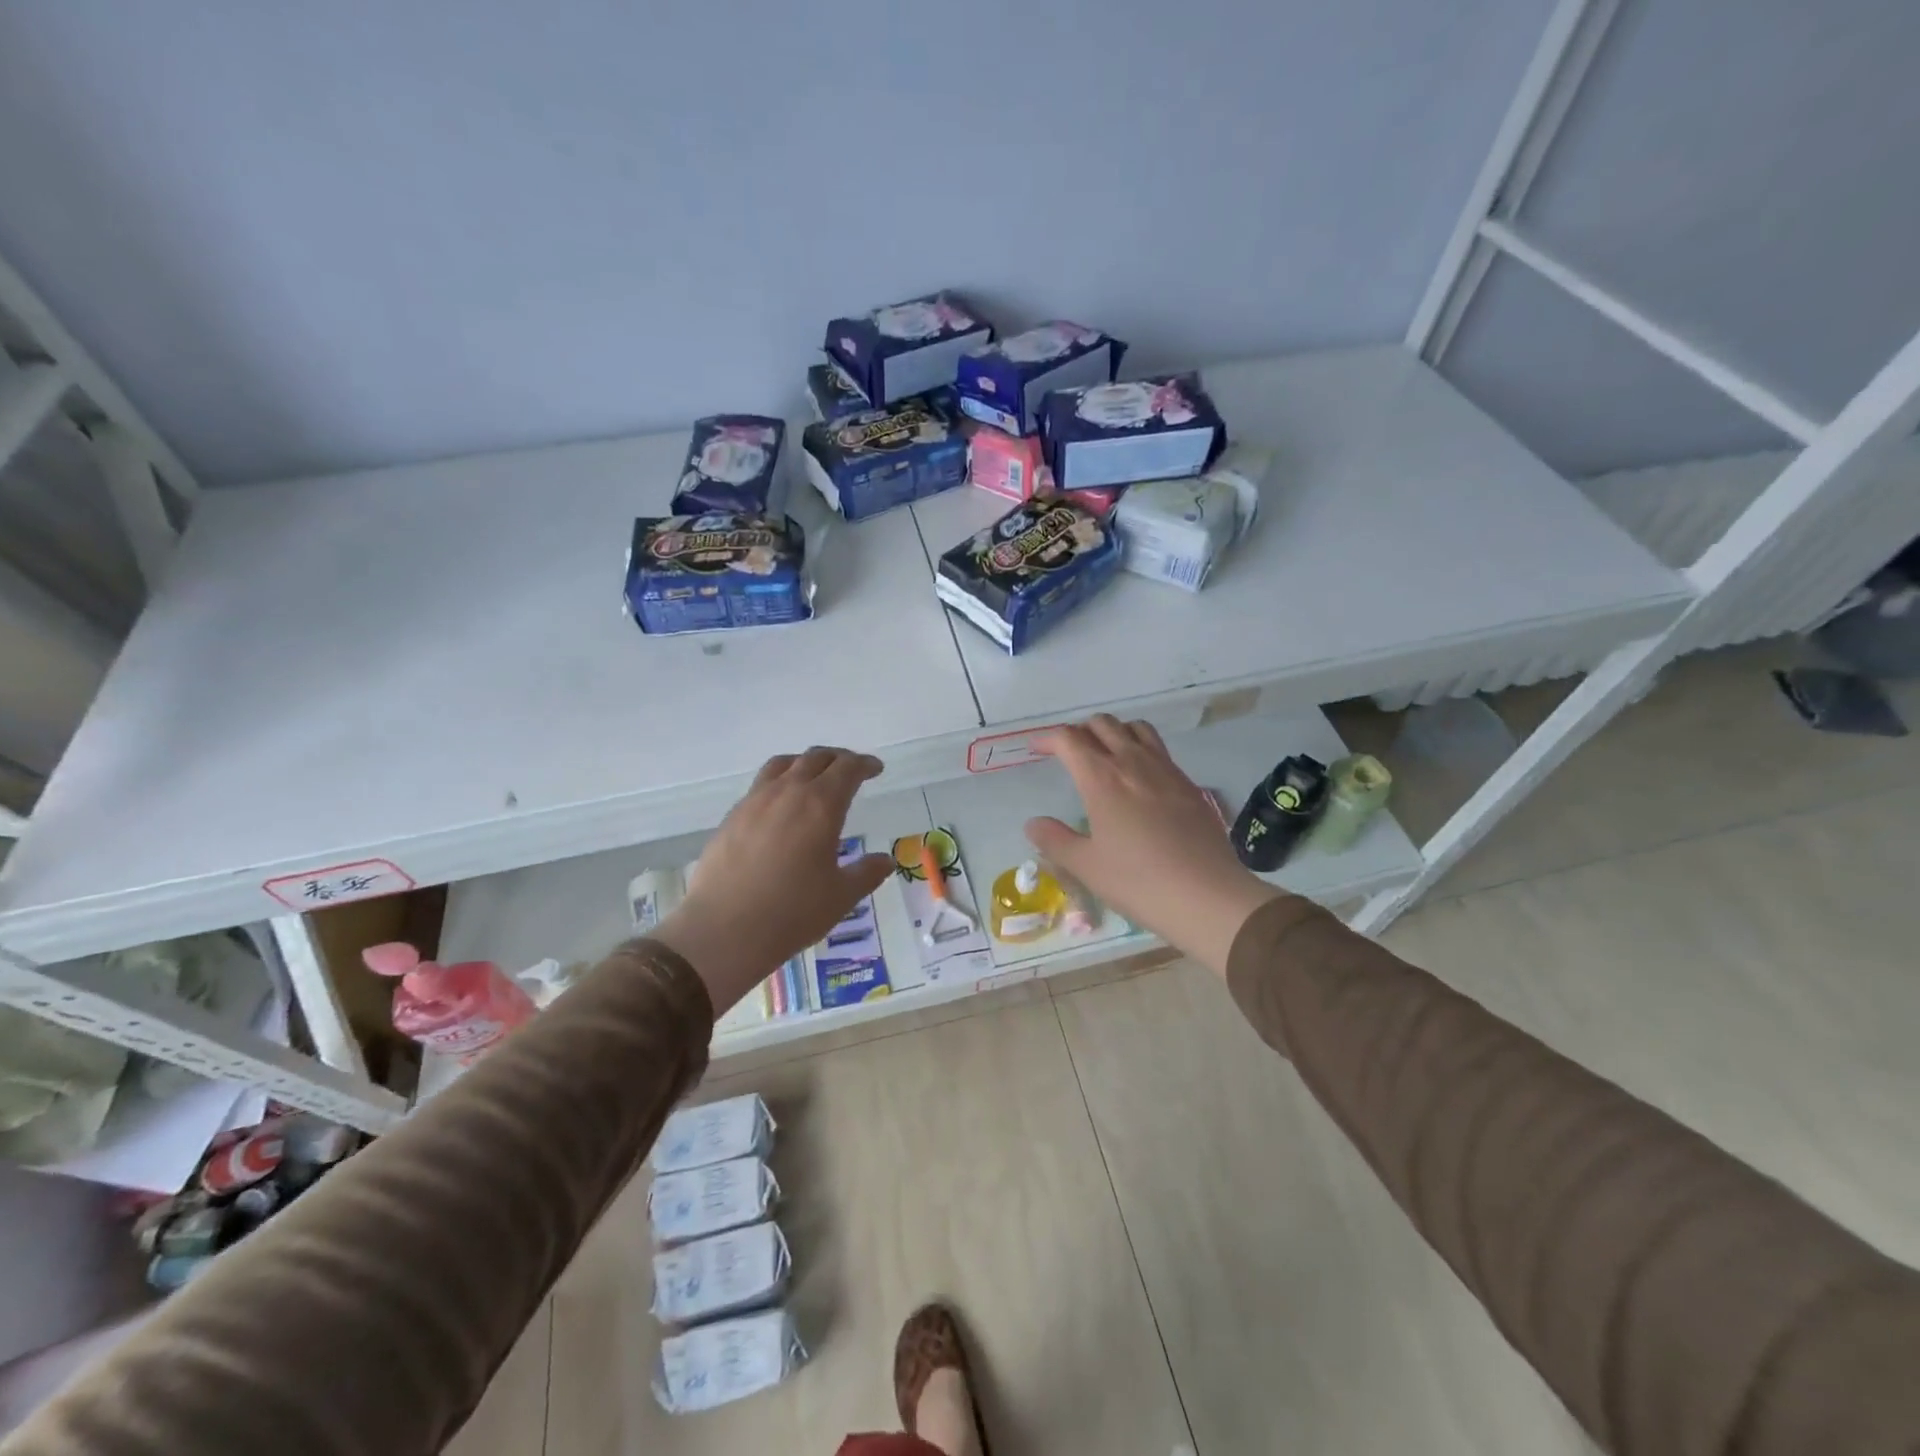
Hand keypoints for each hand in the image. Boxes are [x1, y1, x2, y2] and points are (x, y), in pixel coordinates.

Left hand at [652, 748, 894, 1013]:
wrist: (723, 931)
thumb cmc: (792, 912)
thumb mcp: (840, 897)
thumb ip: (866, 873)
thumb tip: (885, 861)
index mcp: (821, 805)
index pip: (847, 768)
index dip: (864, 764)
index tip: (875, 769)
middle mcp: (787, 793)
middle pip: (815, 758)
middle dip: (837, 759)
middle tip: (850, 769)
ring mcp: (754, 802)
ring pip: (782, 765)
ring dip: (804, 764)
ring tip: (812, 777)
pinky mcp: (731, 818)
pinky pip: (759, 786)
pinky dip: (778, 784)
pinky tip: (779, 809)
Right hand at [1025, 715, 1282, 975]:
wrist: (1207, 895)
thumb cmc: (1138, 881)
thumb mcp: (1086, 866)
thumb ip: (1054, 840)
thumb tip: (1033, 824)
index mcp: (1101, 778)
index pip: (1070, 739)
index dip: (1049, 739)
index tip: (1037, 750)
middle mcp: (1133, 762)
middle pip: (1102, 724)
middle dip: (1080, 730)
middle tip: (1068, 752)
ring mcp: (1165, 769)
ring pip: (1136, 728)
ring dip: (1114, 732)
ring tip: (1105, 754)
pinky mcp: (1189, 784)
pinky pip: (1160, 749)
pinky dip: (1141, 749)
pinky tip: (1140, 778)